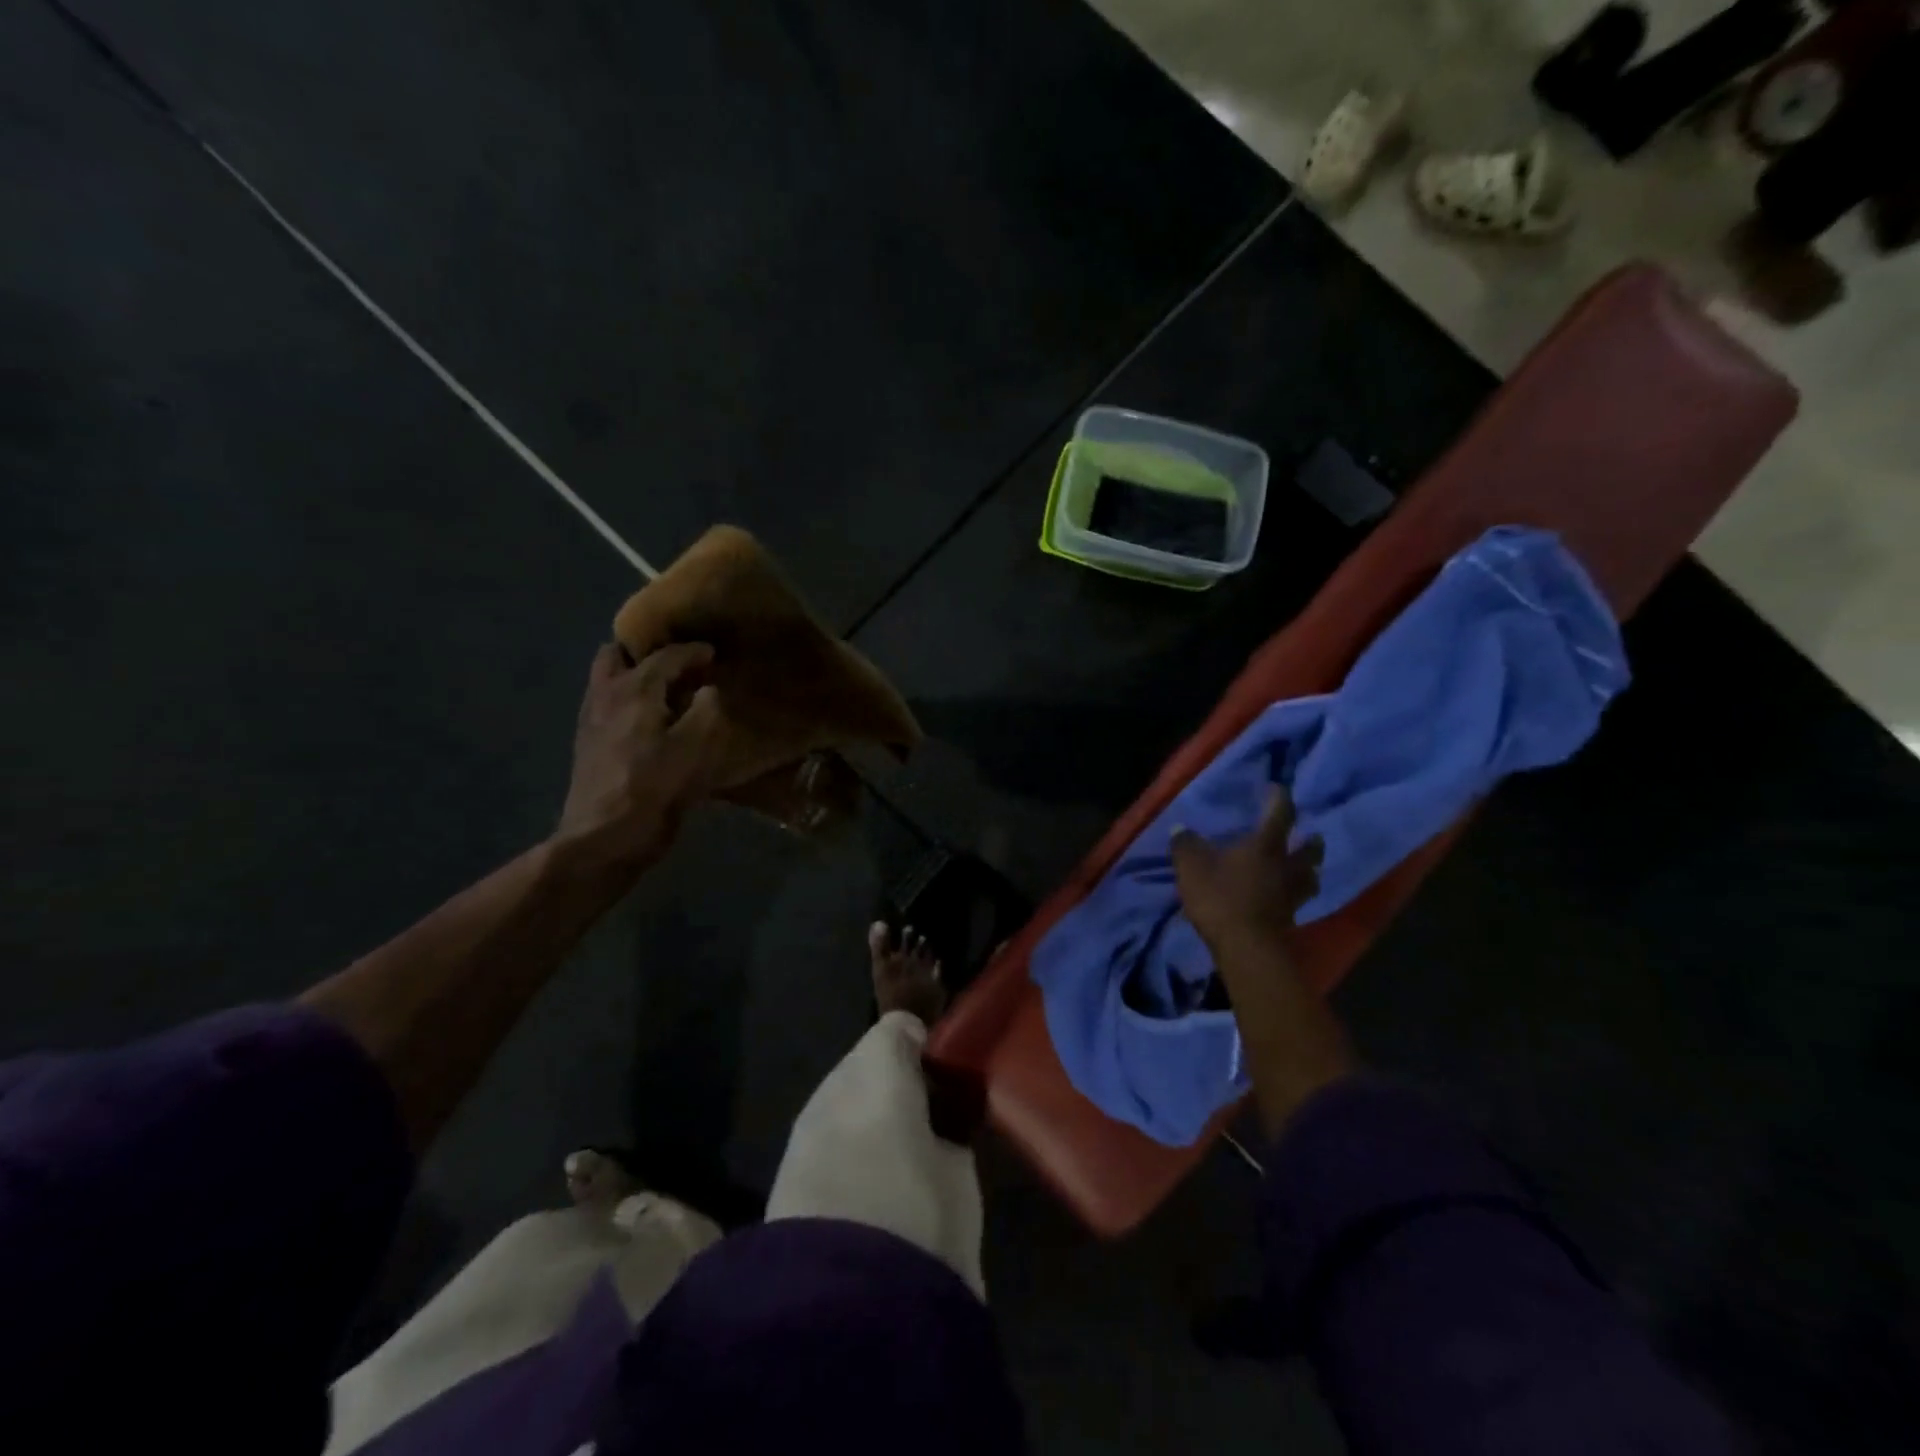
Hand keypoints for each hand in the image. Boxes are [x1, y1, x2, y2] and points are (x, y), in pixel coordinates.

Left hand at [554, 642, 728, 873]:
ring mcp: (590, 719)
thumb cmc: (654, 789)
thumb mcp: (696, 748)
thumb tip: (708, 691)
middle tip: (677, 664)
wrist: (602, 839)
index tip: (713, 653)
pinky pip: (604, 703)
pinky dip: (624, 699)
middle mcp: (606, 694)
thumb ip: (707, 710)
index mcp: (635, 689)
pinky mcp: (586, 744)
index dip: (693, 651)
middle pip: (617, 654)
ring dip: (631, 674)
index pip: (666, 656)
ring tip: (663, 689)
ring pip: (605, 678)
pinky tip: (646, 720)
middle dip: (647, 652)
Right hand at [1170, 786, 1323, 957]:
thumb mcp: (1191, 866)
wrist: (1245, 948)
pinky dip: (1294, 894)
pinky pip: (1297, 900)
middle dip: (1310, 840)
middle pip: (1310, 849)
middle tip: (1307, 834)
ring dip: (1309, 870)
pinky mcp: (1289, 920)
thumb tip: (1181, 828)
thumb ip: (1186, 844)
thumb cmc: (1220, 897)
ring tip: (1302, 868)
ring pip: (1310, 878)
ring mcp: (1291, 895)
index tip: (1276, 789)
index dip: (1280, 798)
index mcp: (1265, 845)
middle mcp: (1286, 866)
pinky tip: (1284, 895)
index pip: (1280, 813)